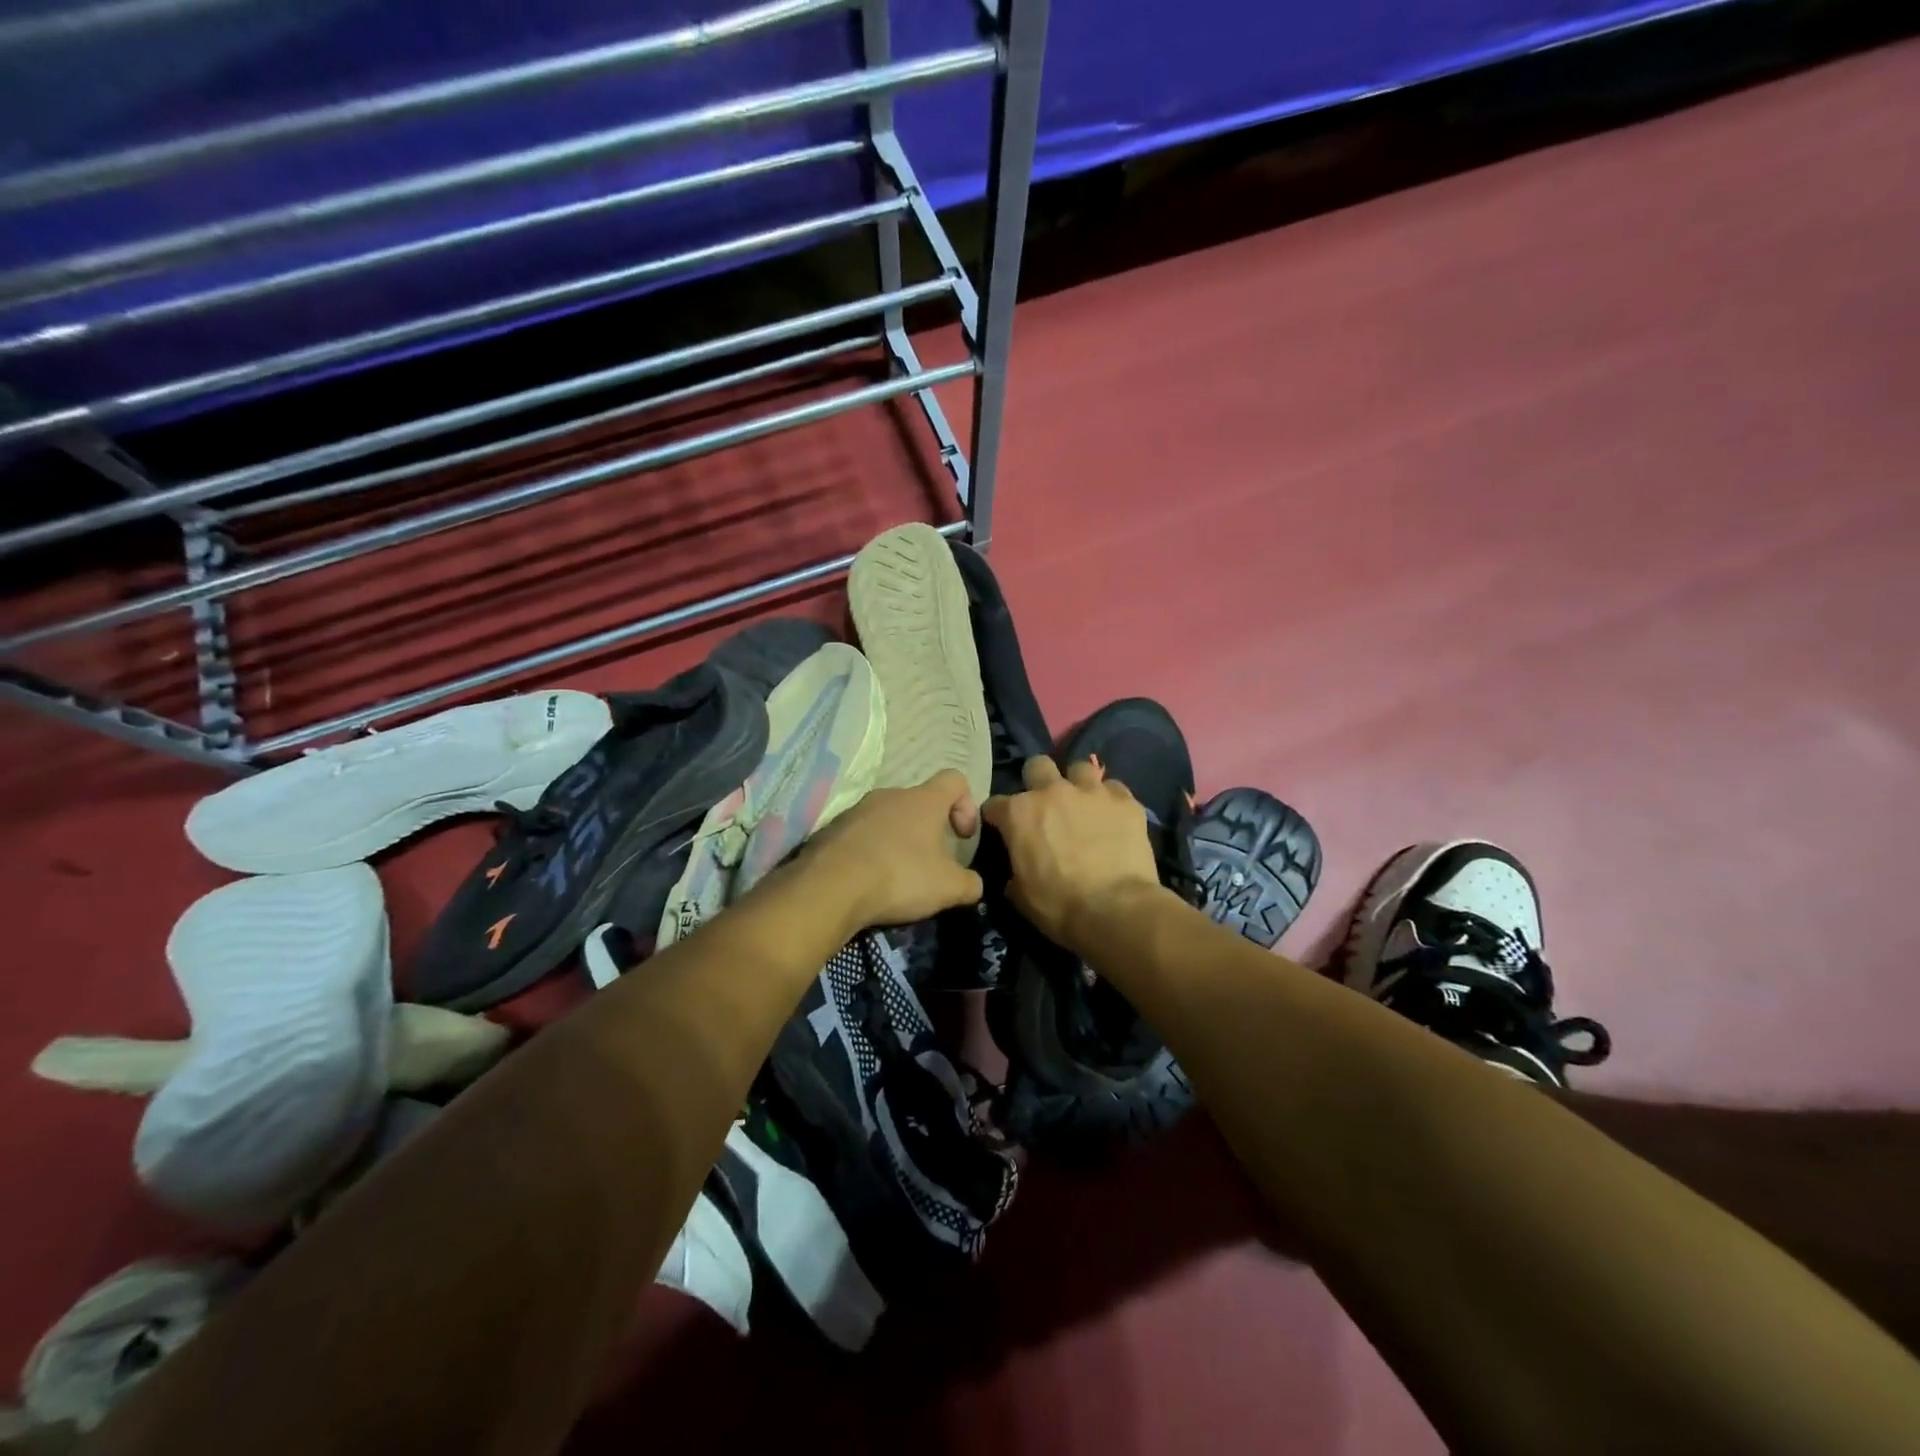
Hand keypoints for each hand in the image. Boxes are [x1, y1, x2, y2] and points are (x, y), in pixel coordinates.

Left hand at [802, 769, 984, 931]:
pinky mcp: (831, 829)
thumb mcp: (949, 888)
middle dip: (929, 830)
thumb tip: (974, 884)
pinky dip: (870, 853)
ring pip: (887, 819)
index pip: (954, 779)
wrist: (830, 887)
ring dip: (898, 841)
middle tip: (931, 865)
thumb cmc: (900, 876)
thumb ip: (970, 883)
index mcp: (923, 800)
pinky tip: (868, 881)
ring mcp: (857, 810)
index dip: (966, 804)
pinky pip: (860, 835)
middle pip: (919, 802)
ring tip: (897, 877)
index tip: (962, 837)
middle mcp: (889, 795)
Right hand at [981, 757, 1164, 952]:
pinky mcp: (1125, 800)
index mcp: (1018, 813)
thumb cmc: (1060, 906)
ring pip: (1080, 768)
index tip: (1002, 828)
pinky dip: (1111, 801)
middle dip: (1037, 780)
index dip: (997, 817)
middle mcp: (1052, 791)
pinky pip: (1114, 789)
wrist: (1116, 910)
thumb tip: (1016, 873)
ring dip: (1078, 784)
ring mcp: (1091, 791)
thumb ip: (1014, 872)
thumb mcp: (1021, 895)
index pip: (995, 804)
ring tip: (1084, 804)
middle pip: (1037, 765)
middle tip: (1046, 805)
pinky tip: (1114, 818)